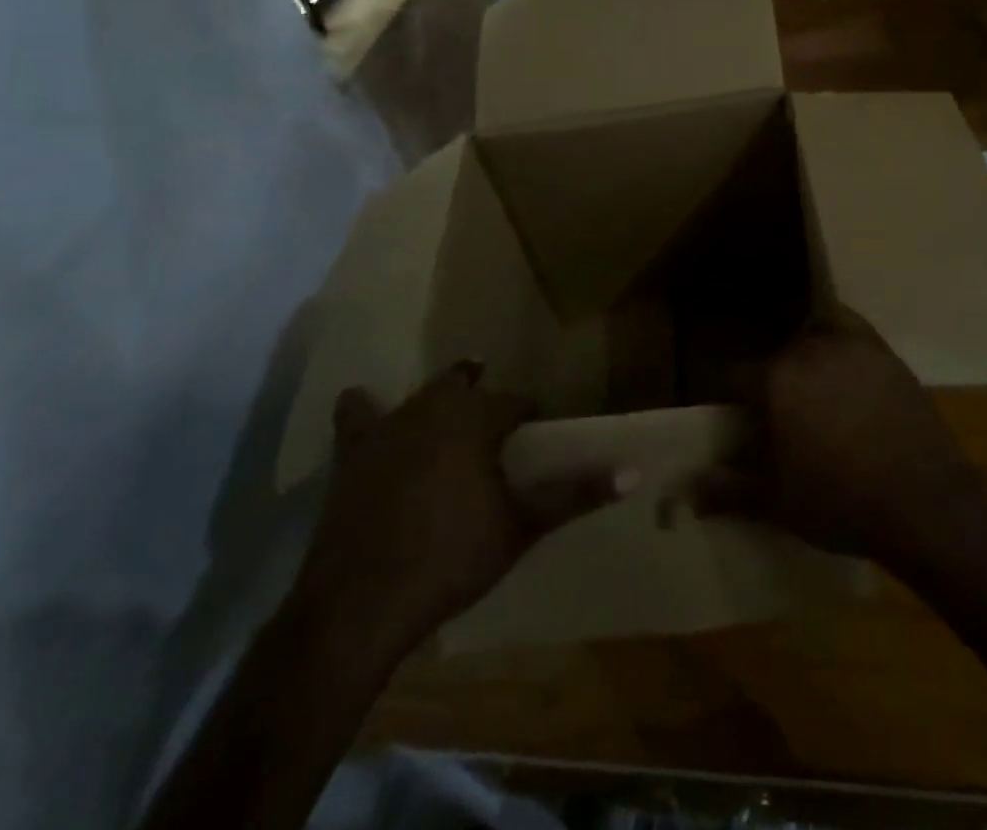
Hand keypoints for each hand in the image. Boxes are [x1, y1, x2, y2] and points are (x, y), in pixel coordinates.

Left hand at [294, 361, 632, 657]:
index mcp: (478, 419)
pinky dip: (363, 410)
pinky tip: (364, 408)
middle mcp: (435, 408)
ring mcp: (389, 427)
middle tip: (494, 420)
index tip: (536, 429)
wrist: (362, 602)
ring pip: (420, 395)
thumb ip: (574, 495)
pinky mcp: (352, 452)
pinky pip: (356, 415)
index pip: (515, 401)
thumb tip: (633, 473)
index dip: (528, 413)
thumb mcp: (521, 528)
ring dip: (438, 399)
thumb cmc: (451, 559)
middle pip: (464, 384)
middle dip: (482, 394)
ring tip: (450, 407)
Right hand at [696, 315, 986, 568]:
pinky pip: (850, 327)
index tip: (734, 417)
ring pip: (811, 337)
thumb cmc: (841, 502)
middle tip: (775, 410)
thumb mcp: (778, 501)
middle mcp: (807, 351)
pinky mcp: (883, 352)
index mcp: (775, 380)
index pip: (734, 376)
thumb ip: (731, 489)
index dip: (730, 397)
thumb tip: (690, 490)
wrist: (923, 502)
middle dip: (769, 378)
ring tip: (809, 385)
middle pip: (775, 355)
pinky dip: (837, 332)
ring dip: (802, 355)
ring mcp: (850, 346)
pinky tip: (838, 354)